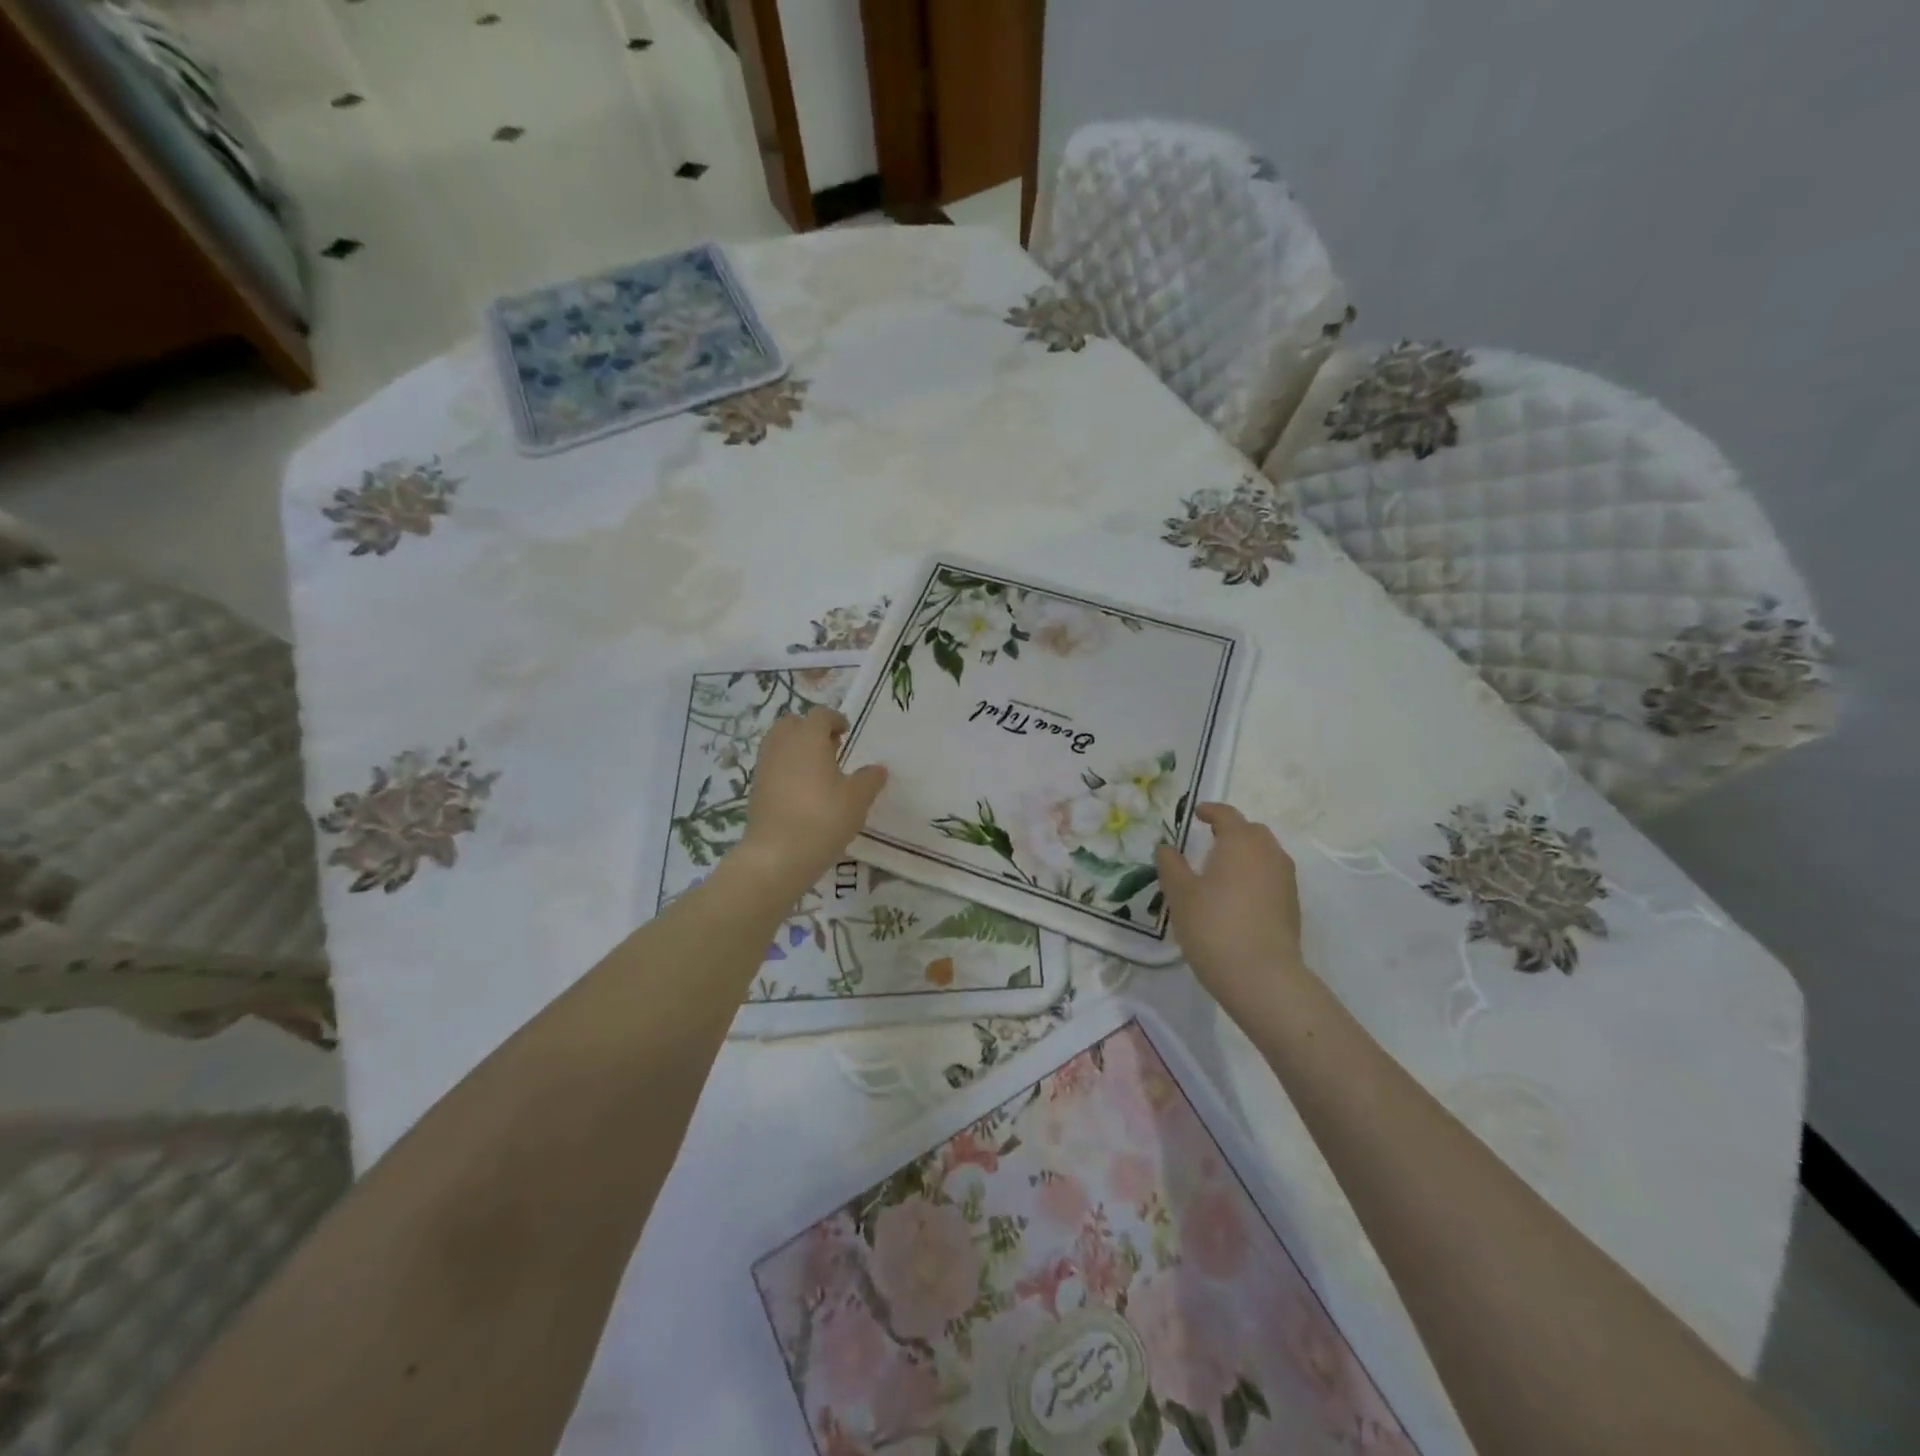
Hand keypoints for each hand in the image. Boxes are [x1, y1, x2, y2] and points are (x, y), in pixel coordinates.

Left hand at [733, 708, 887, 898]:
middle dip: (810, 730)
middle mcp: (782, 745)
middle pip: (792, 723)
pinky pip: (772, 766)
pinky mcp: (755, 789)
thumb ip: (870, 779)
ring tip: (818, 771)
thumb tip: (878, 768)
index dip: (835, 719)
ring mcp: (764, 766)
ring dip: (796, 749)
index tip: (846, 731)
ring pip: (779, 744)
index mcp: (808, 738)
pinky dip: (786, 769)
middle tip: (831, 748)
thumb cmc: (823, 818)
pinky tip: (802, 792)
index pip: (820, 715)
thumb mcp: (858, 799)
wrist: (777, 855)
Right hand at [1155, 803, 1306, 1017]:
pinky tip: (1237, 896)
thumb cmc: (1214, 926)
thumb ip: (1171, 865)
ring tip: (1222, 869)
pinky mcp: (1292, 905)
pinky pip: (1272, 876)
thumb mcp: (1180, 894)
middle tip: (1209, 840)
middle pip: (1252, 831)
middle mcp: (1268, 854)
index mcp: (1241, 842)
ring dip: (1245, 853)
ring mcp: (1285, 880)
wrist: (1262, 977)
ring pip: (1265, 854)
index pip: (1227, 815)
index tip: (1196, 814)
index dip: (1210, 811)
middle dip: (1232, 830)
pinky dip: (1255, 875)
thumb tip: (1166, 847)